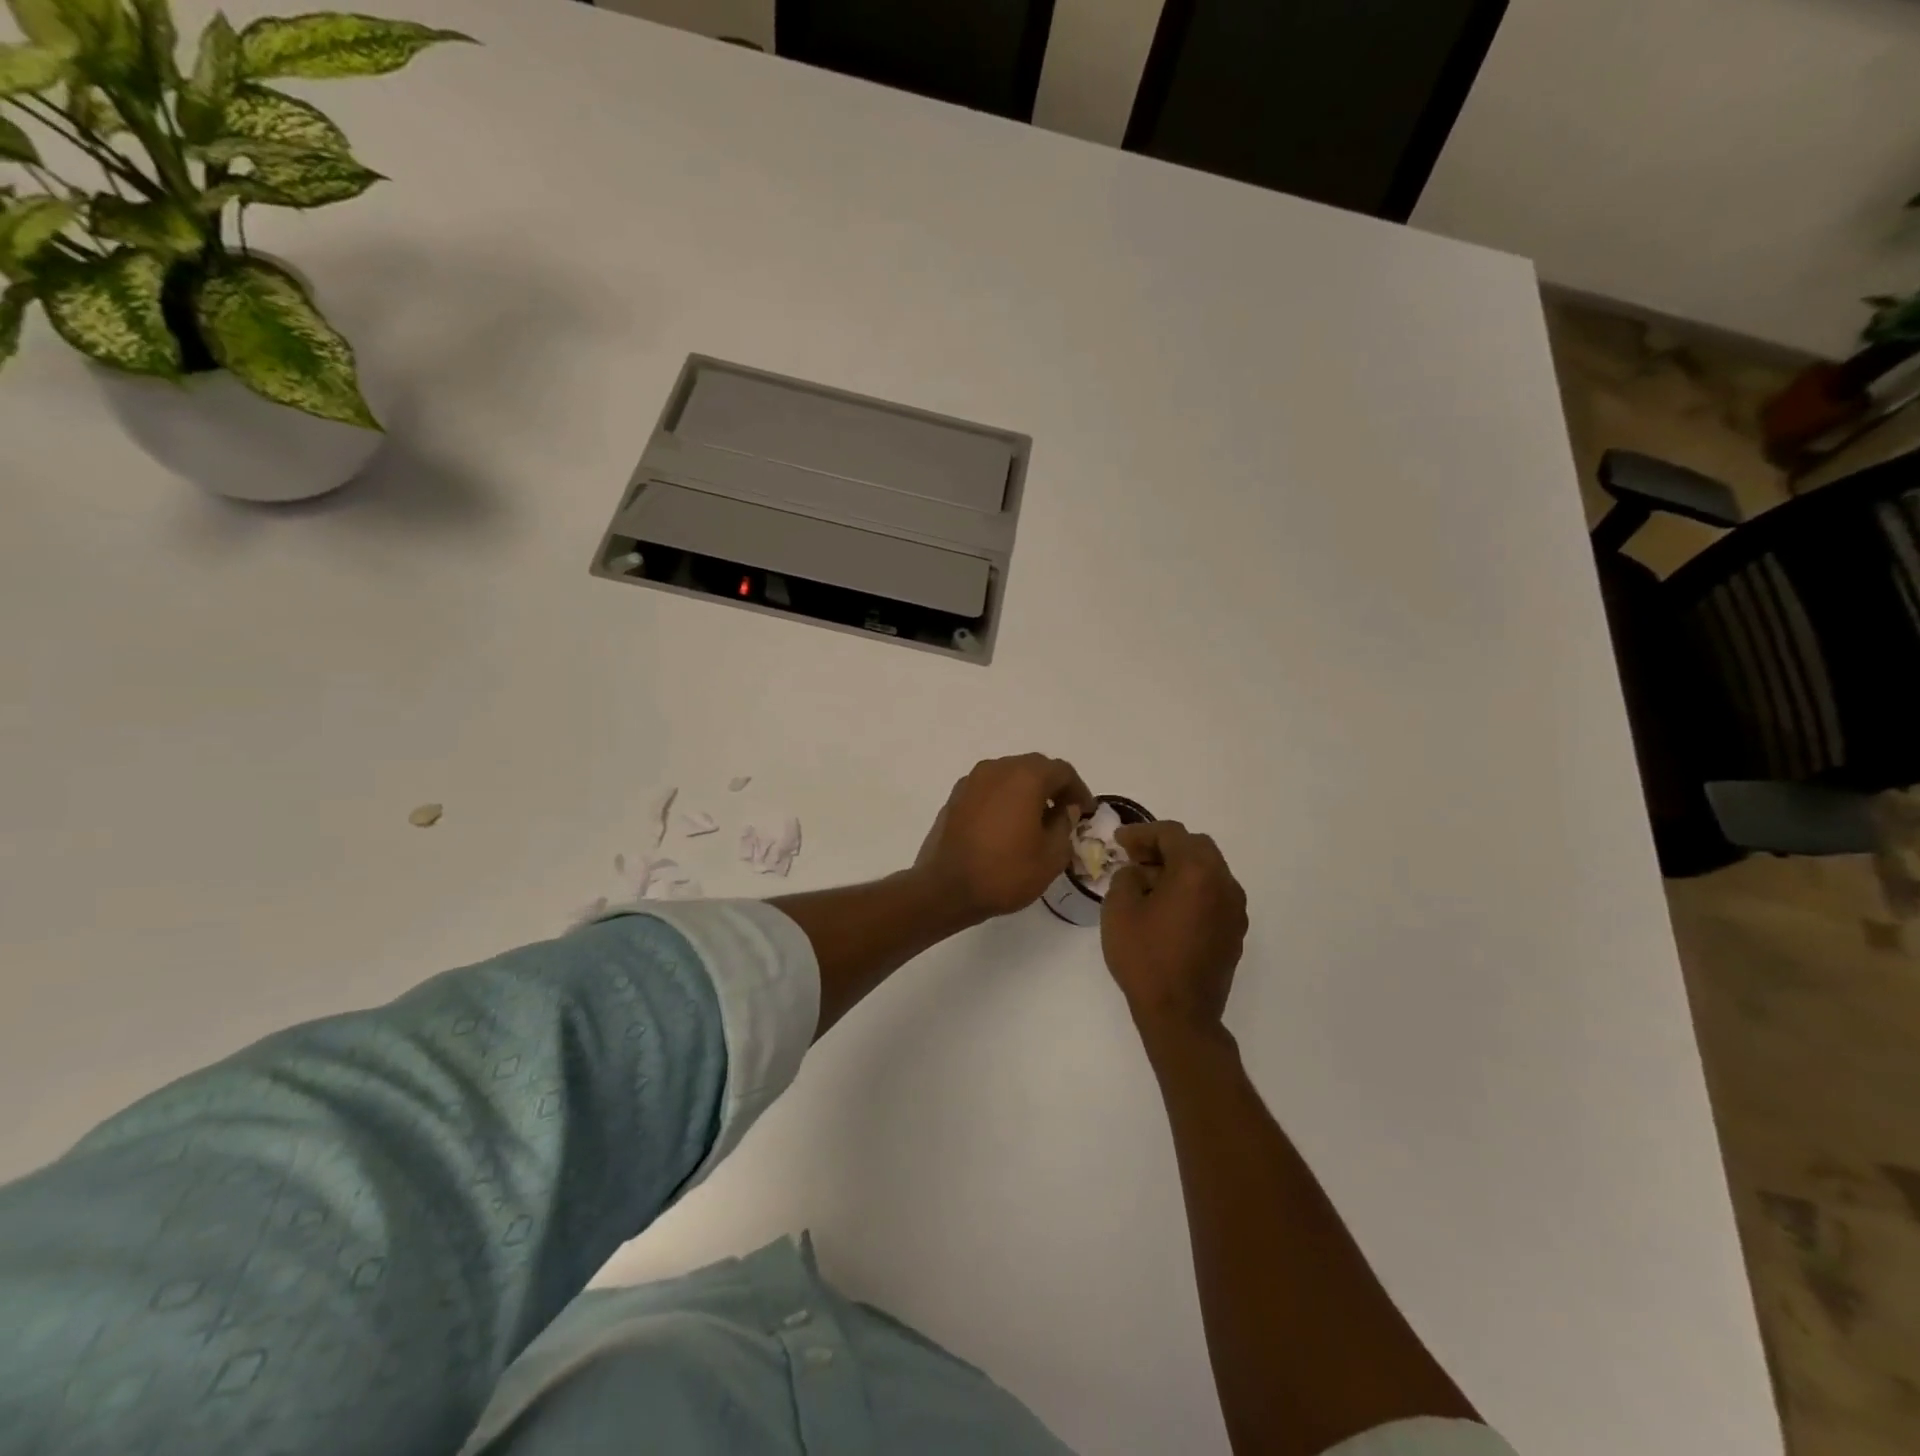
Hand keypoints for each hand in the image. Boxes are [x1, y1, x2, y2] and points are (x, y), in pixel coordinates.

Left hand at [914, 754, 1095, 921]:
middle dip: (1053, 787)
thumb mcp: (1051, 856)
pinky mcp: (955, 796)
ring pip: (1009, 775)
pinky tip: (1008, 824)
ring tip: (1036, 819)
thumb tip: (1065, 809)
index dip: (1079, 790)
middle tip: (1064, 812)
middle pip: (1034, 767)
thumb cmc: (1005, 873)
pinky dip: (1004, 798)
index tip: (1085, 811)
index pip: (1062, 771)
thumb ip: (1065, 825)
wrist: (945, 888)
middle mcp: (997, 769)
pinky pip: (989, 788)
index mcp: (1025, 777)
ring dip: (1027, 790)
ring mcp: (972, 780)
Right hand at [1101, 821, 1248, 1036]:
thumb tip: (1140, 872)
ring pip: (1209, 870)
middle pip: (1196, 847)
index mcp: (1197, 872)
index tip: (1118, 841)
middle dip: (1164, 846)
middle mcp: (1224, 883)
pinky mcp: (1235, 931)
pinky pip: (1214, 894)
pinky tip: (1169, 908)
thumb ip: (1127, 877)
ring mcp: (1235, 909)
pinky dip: (1192, 889)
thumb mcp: (1118, 909)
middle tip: (1135, 858)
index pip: (1171, 834)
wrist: (1180, 1015)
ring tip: (1149, 883)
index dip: (1142, 832)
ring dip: (1180, 867)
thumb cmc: (1145, 958)